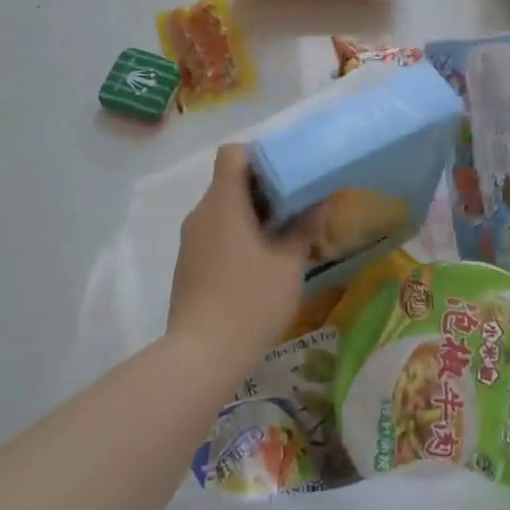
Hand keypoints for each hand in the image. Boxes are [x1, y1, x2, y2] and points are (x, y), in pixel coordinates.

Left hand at [167, 144, 323, 381]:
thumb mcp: (288, 264)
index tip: (286, 172)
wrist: (201, 356)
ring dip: (251, 213)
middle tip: (296, 203)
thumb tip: (322, 203)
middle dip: (262, 187)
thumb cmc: (250, 301)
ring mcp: (191, 240)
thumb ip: (305, 227)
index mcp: (224, 203)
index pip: (232, 154)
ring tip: (283, 233)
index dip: (259, 155)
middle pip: (229, 181)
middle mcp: (201, 213)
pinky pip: (214, 232)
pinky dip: (237, 234)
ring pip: (222, 208)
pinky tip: (260, 260)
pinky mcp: (188, 264)